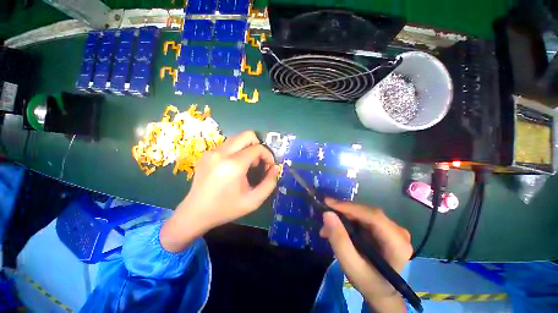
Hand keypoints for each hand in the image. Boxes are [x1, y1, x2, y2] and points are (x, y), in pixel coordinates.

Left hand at [160, 131, 277, 251]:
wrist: (195, 213)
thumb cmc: (226, 208)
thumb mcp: (253, 201)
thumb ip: (269, 183)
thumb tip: (274, 168)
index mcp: (233, 165)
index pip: (258, 148)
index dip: (268, 155)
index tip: (269, 166)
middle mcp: (221, 153)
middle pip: (247, 135)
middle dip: (258, 146)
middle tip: (258, 162)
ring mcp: (212, 151)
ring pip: (237, 138)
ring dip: (247, 148)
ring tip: (247, 165)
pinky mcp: (206, 154)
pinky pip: (228, 145)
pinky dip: (237, 151)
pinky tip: (234, 166)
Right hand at [320, 198, 411, 312]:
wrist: (381, 291)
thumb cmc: (368, 282)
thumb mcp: (351, 266)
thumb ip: (339, 240)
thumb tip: (327, 214)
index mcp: (397, 243)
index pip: (373, 216)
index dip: (349, 207)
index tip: (327, 203)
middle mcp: (397, 231)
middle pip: (367, 212)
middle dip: (343, 212)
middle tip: (324, 216)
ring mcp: (391, 228)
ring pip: (363, 213)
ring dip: (343, 216)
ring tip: (328, 227)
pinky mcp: (383, 227)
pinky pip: (362, 217)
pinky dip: (347, 220)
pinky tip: (337, 227)